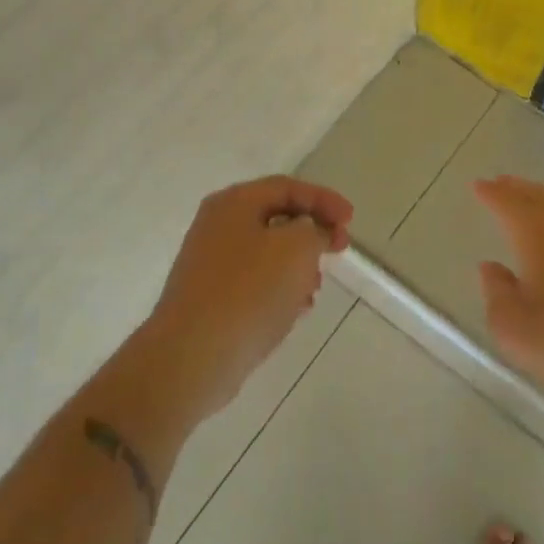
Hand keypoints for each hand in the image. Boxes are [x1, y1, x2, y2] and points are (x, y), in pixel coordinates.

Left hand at [144, 176, 353, 416]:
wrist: (192, 356)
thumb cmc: (249, 291)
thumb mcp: (296, 249)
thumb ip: (315, 229)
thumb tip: (310, 230)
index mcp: (234, 203)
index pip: (287, 187)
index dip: (324, 199)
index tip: (351, 221)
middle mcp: (218, 225)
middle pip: (276, 217)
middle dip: (312, 232)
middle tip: (340, 249)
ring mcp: (210, 263)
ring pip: (267, 252)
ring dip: (298, 263)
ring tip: (316, 287)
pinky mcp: (210, 298)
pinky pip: (254, 282)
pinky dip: (280, 287)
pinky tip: (295, 309)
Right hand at [473, 176, 543, 401]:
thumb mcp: (515, 328)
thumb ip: (497, 293)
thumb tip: (491, 268)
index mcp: (536, 235)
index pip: (508, 203)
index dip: (491, 193)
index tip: (479, 184)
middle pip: (539, 197)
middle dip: (518, 188)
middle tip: (503, 182)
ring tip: (537, 202)